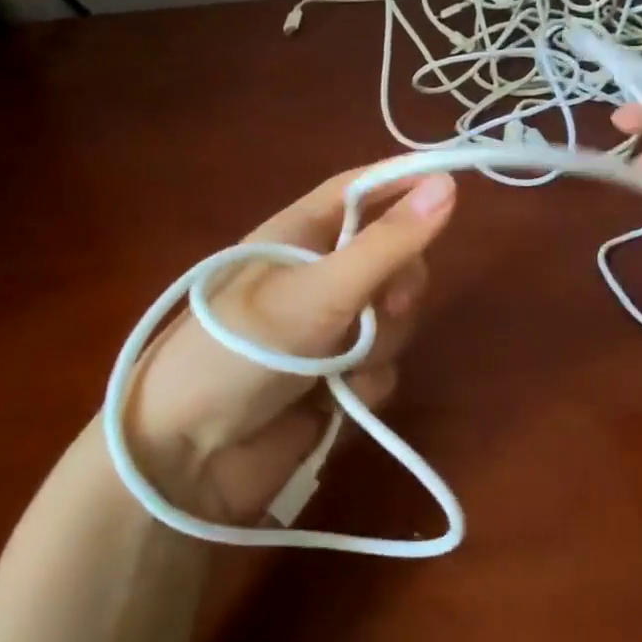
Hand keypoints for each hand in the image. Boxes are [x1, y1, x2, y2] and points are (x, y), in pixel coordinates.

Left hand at [117, 167, 456, 522]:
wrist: (185, 459)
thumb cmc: (239, 352)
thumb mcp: (319, 291)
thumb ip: (388, 244)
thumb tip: (450, 185)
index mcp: (300, 234)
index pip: (364, 190)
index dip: (407, 181)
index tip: (456, 184)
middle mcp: (318, 276)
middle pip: (394, 259)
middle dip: (398, 287)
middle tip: (386, 307)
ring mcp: (328, 330)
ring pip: (394, 319)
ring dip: (378, 345)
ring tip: (338, 369)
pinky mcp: (336, 381)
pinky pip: (382, 368)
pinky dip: (366, 385)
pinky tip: (337, 403)